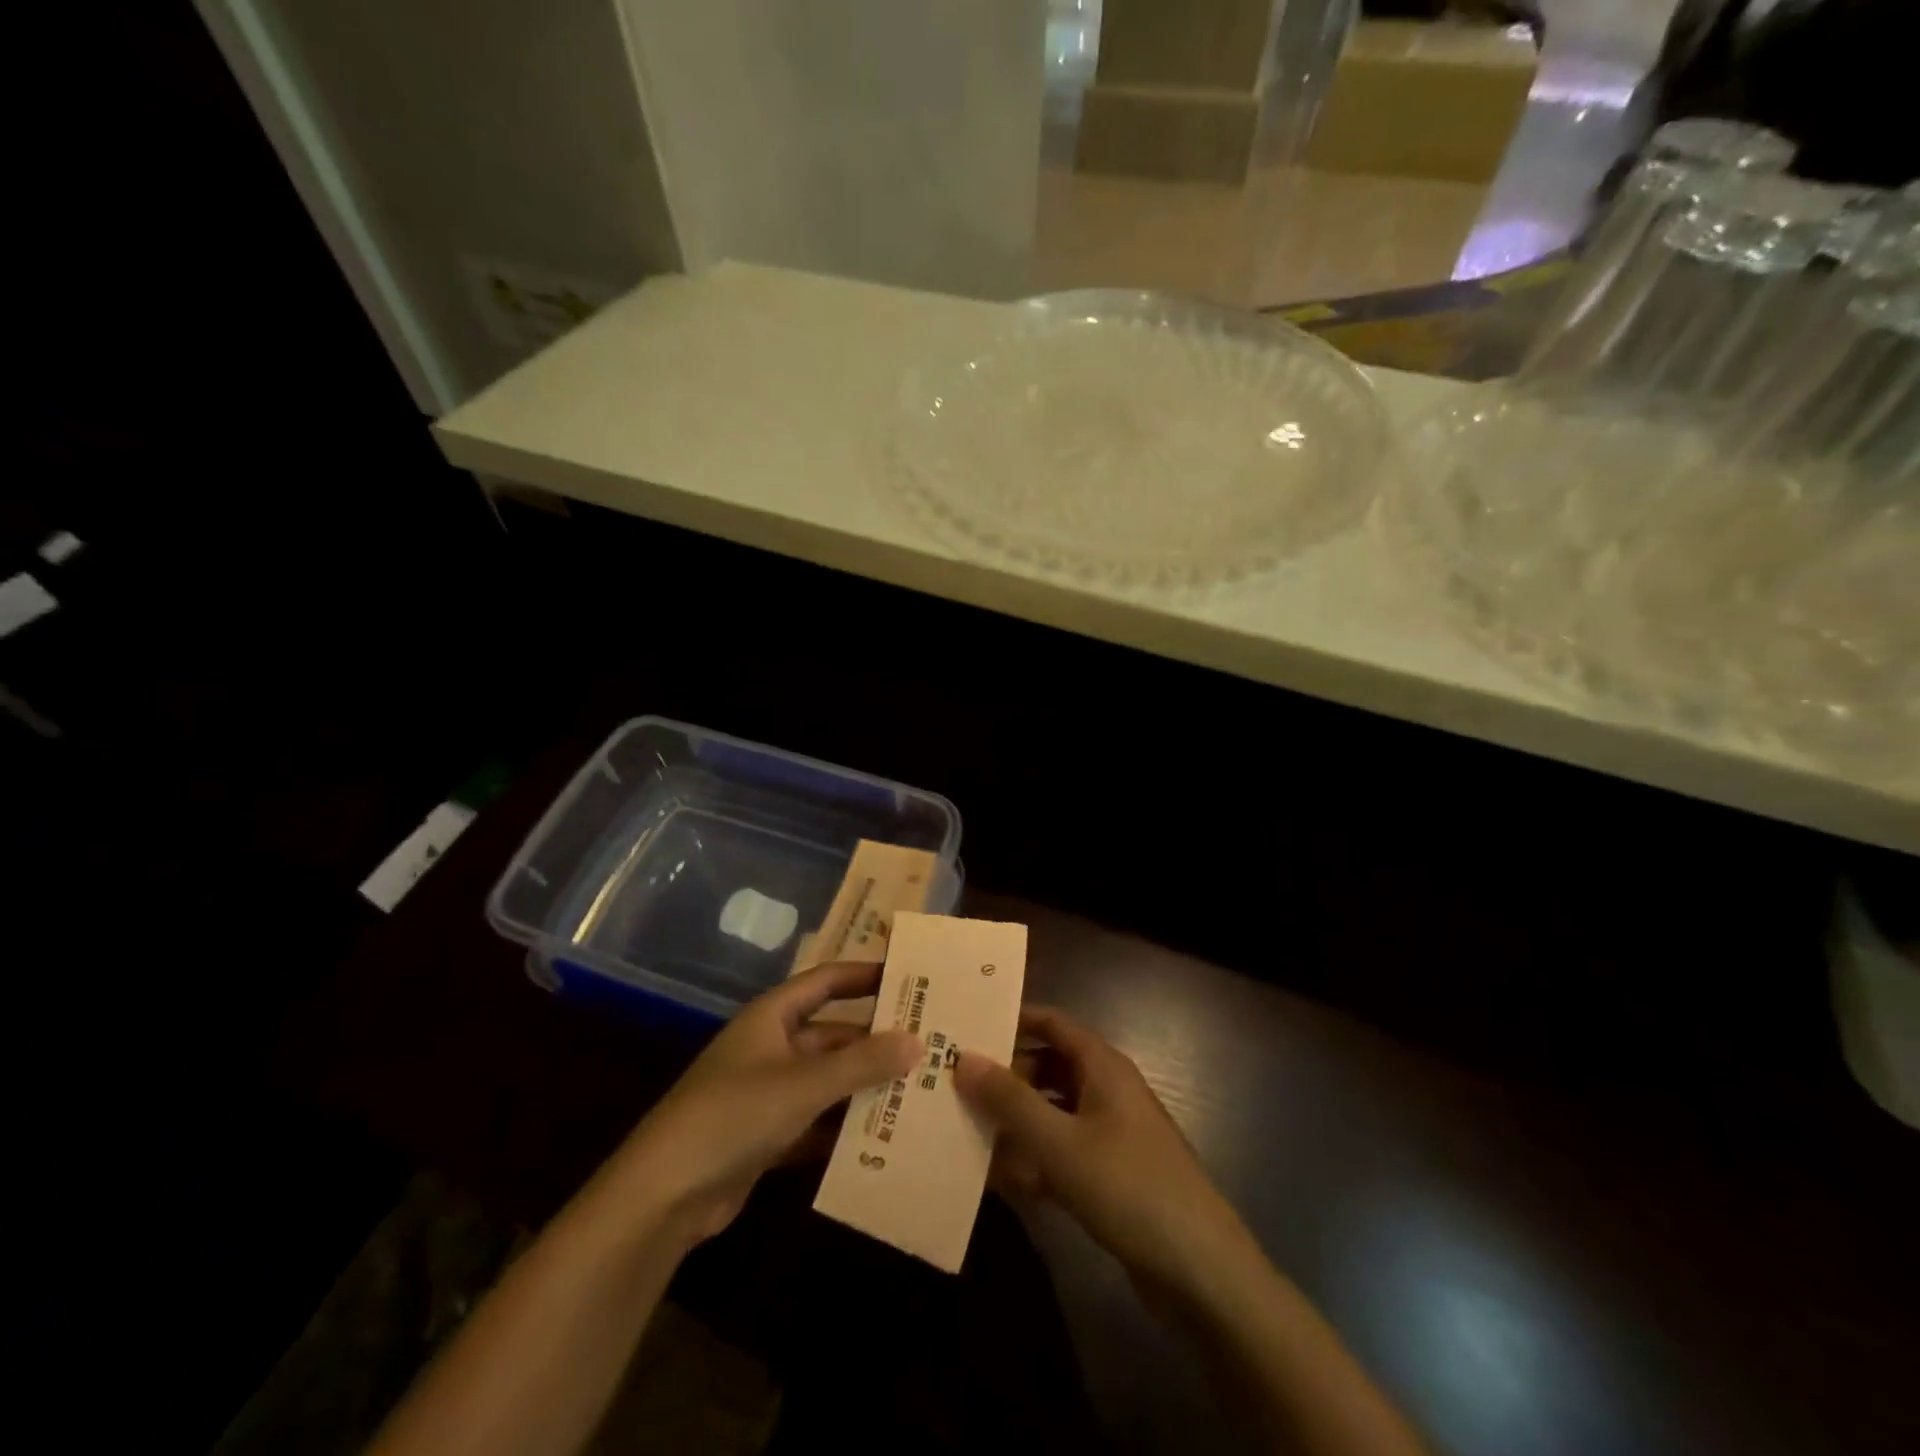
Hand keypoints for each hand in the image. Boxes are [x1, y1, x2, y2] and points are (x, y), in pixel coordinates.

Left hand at [610, 961, 920, 1246]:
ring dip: (863, 1086)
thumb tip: (918, 1041)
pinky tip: (882, 1137)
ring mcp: (767, 1093)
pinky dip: (843, 1127)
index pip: (826, 981)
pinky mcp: (765, 1136)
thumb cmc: (734, 1115)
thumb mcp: (804, 1084)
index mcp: (772, 1017)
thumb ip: (862, 1062)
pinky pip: (815, 1121)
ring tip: (917, 1090)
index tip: (908, 976)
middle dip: (875, 1040)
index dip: (864, 974)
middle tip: (927, 1044)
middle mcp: (770, 1047)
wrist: (663, 1195)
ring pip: (827, 1080)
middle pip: (832, 1034)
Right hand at [954, 1006, 1254, 1298]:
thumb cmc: (1128, 1187)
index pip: (1052, 1023)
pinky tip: (998, 1182)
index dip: (1012, 1020)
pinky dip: (1033, 1161)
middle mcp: (1106, 1091)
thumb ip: (1009, 1100)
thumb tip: (963, 1057)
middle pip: (1048, 1068)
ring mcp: (1110, 1135)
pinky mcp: (1110, 1176)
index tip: (967, 1026)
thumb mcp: (1059, 1142)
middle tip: (955, 1086)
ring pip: (1052, 1113)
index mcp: (1102, 1066)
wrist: (1200, 1272)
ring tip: (966, 1132)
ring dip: (1015, 1124)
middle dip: (1005, 1077)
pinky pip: (1062, 1154)